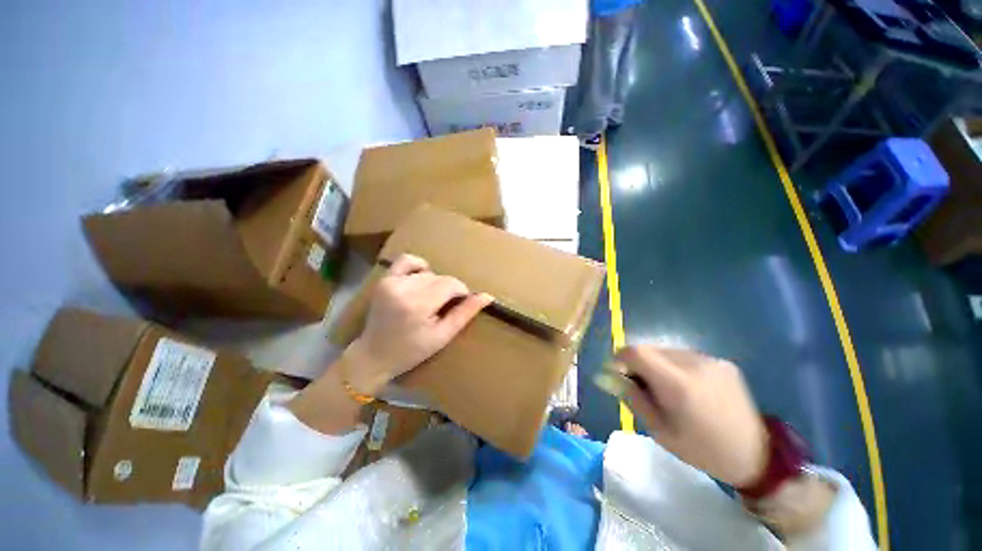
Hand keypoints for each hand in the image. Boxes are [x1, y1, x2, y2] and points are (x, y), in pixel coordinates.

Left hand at [346, 254, 492, 394]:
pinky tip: (422, 278)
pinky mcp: (384, 279)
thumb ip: (465, 313)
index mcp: (418, 305)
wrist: (373, 355)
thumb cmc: (411, 351)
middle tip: (443, 308)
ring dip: (435, 282)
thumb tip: (487, 296)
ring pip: (427, 272)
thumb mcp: (442, 336)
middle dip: (448, 290)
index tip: (461, 304)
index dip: (461, 292)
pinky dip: (419, 266)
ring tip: (431, 298)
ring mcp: (391, 282)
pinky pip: (406, 260)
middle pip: (440, 278)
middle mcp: (403, 288)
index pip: (451, 284)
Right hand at [616, 346, 767, 486]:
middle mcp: (693, 363)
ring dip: (657, 364)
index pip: (636, 351)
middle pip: (649, 348)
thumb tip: (607, 376)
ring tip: (666, 389)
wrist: (756, 455)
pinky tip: (687, 388)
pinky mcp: (722, 362)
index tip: (618, 373)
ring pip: (666, 351)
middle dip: (638, 363)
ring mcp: (710, 360)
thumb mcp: (659, 431)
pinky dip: (675, 366)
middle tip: (641, 385)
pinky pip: (685, 356)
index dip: (620, 358)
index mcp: (677, 383)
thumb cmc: (701, 450)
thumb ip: (632, 398)